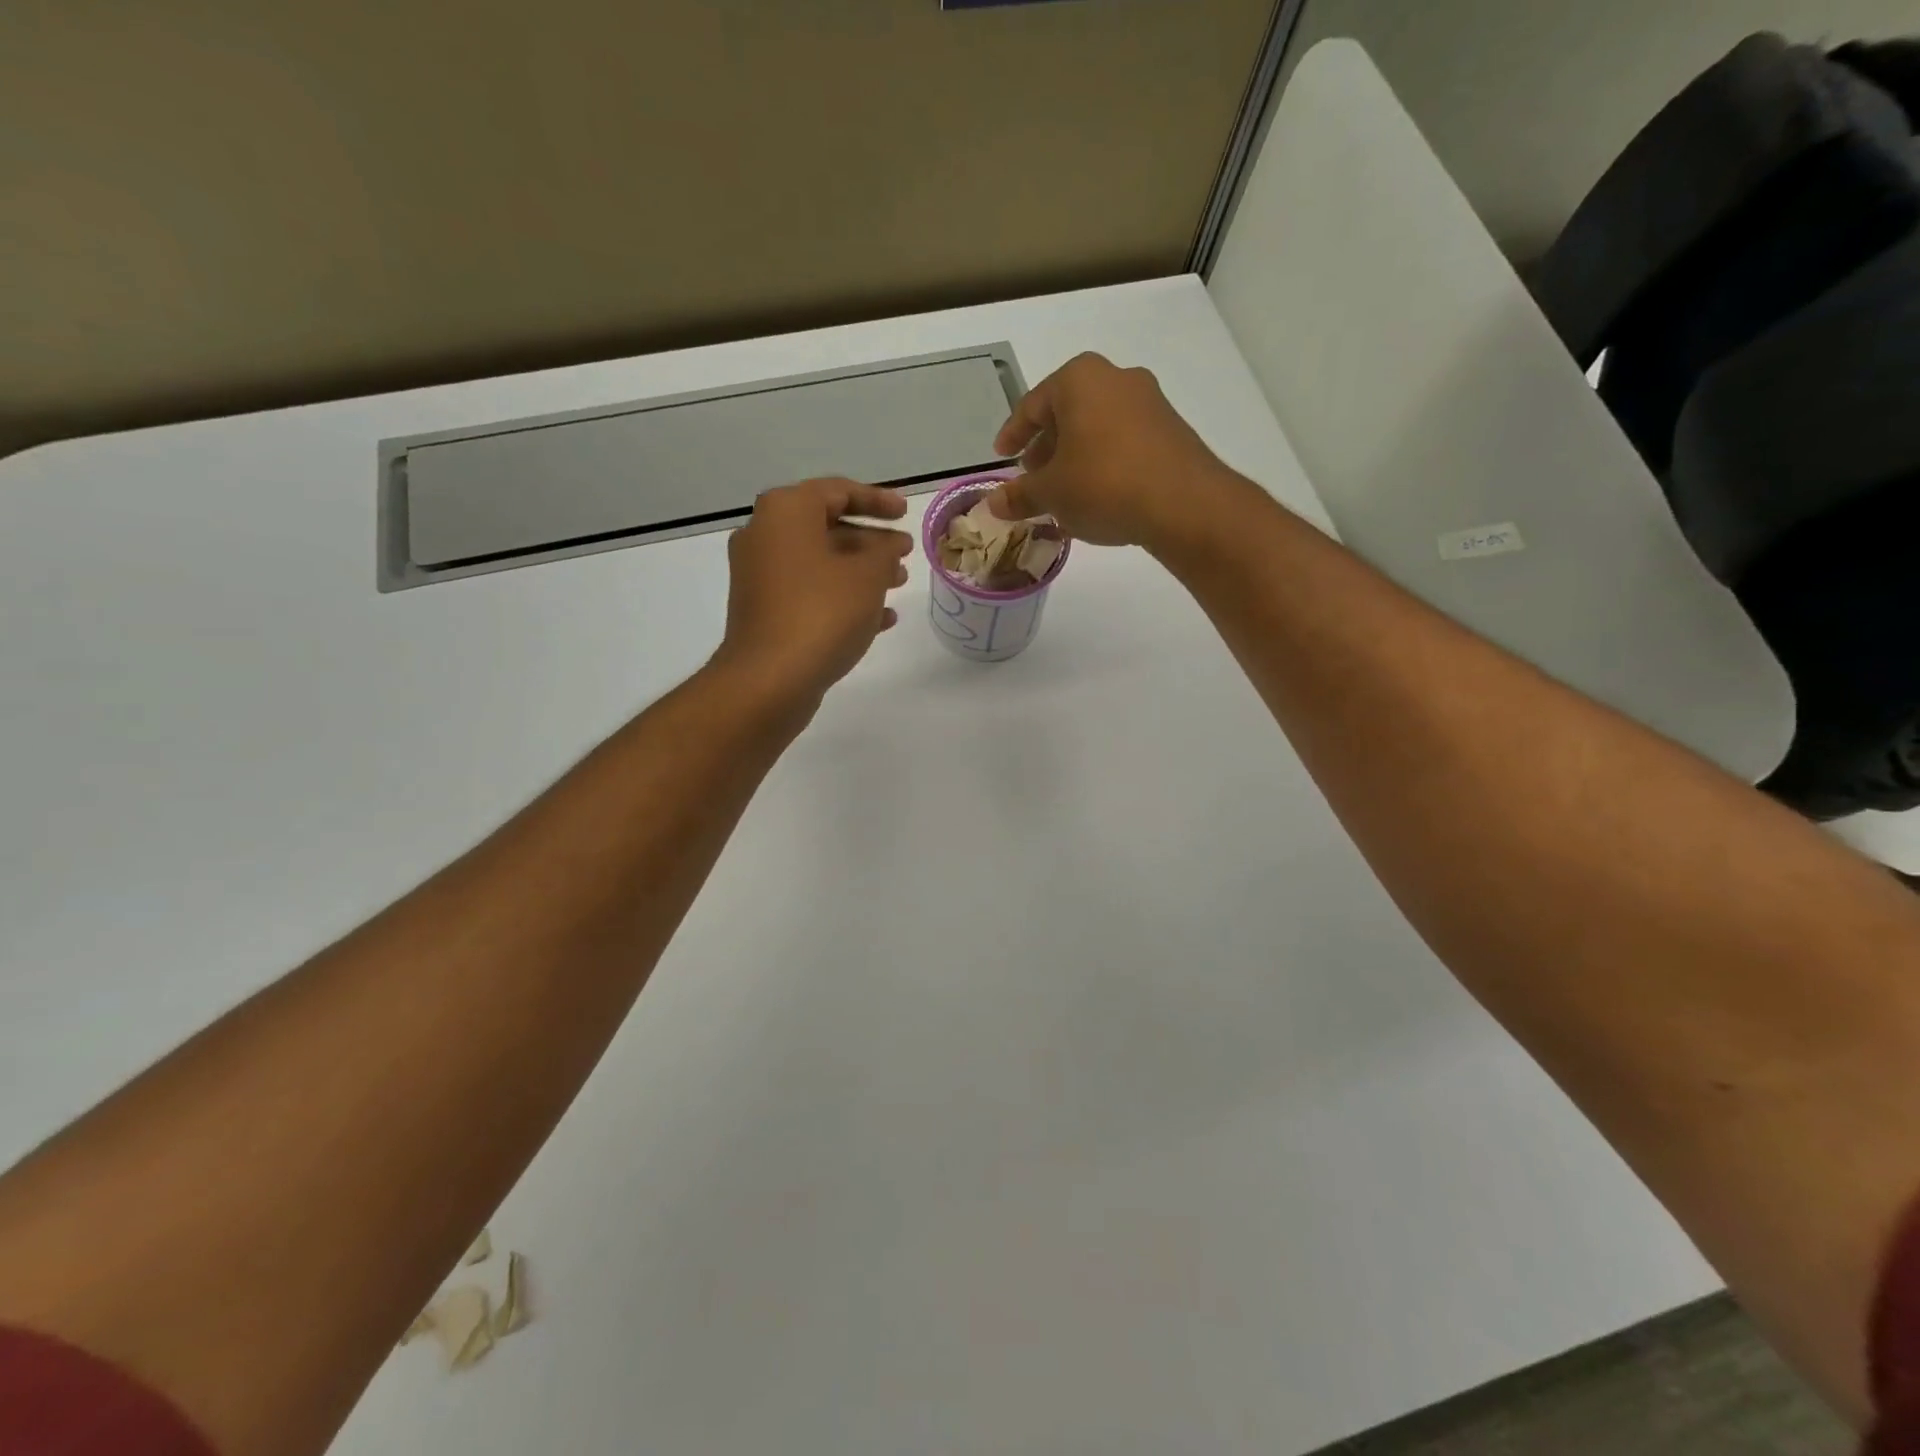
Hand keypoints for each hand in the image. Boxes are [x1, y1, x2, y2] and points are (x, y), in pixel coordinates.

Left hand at [715, 478, 911, 706]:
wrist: (769, 679)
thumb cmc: (822, 613)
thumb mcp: (867, 575)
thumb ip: (885, 550)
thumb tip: (890, 543)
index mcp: (786, 511)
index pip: (838, 491)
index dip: (877, 500)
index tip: (907, 512)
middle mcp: (765, 535)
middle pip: (827, 527)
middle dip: (871, 541)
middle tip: (904, 554)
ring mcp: (760, 575)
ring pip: (820, 562)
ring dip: (861, 571)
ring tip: (898, 584)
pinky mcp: (764, 610)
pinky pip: (809, 592)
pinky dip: (842, 597)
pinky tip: (879, 619)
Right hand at [987, 353, 1252, 553]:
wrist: (1183, 503)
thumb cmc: (1103, 484)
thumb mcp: (1051, 493)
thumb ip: (1020, 495)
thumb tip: (994, 503)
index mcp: (1079, 379)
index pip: (1032, 405)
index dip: (1013, 434)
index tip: (1002, 456)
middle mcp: (1116, 378)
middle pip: (1068, 412)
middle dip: (1046, 446)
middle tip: (1032, 476)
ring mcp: (1149, 402)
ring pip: (1097, 427)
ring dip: (1075, 457)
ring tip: (1063, 492)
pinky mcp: (1171, 430)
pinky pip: (1123, 442)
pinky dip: (1103, 463)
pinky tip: (1097, 496)